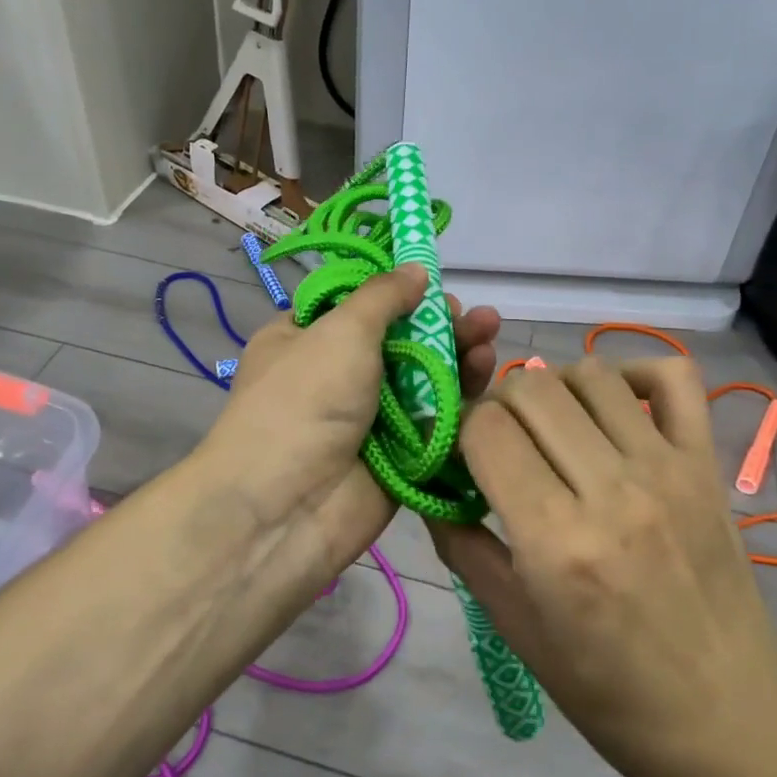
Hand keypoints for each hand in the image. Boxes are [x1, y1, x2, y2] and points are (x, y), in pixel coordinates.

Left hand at [197, 265, 500, 583]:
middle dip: (439, 325)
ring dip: (456, 355)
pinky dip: (461, 399)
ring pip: (423, 380)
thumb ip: (383, 297)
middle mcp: (336, 376)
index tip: (432, 284)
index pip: (355, 306)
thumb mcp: (340, 331)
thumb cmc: (304, 400)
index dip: (395, 293)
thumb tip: (415, 269)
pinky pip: (435, 421)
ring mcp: (368, 418)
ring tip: (489, 334)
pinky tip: (485, 374)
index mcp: (304, 339)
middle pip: (399, 341)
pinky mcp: (399, 455)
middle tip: (476, 316)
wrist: (286, 507)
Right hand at [431, 357, 776, 776]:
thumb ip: (463, 547)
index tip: (461, 456)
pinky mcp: (707, 463)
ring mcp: (668, 468)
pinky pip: (674, 376)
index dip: (459, 430)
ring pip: (591, 373)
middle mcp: (612, 489)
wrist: (730, 718)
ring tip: (553, 428)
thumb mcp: (516, 630)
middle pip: (532, 388)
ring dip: (556, 388)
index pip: (486, 429)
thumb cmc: (610, 691)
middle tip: (501, 442)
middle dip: (498, 404)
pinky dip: (635, 371)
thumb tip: (429, 487)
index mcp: (556, 540)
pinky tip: (614, 403)